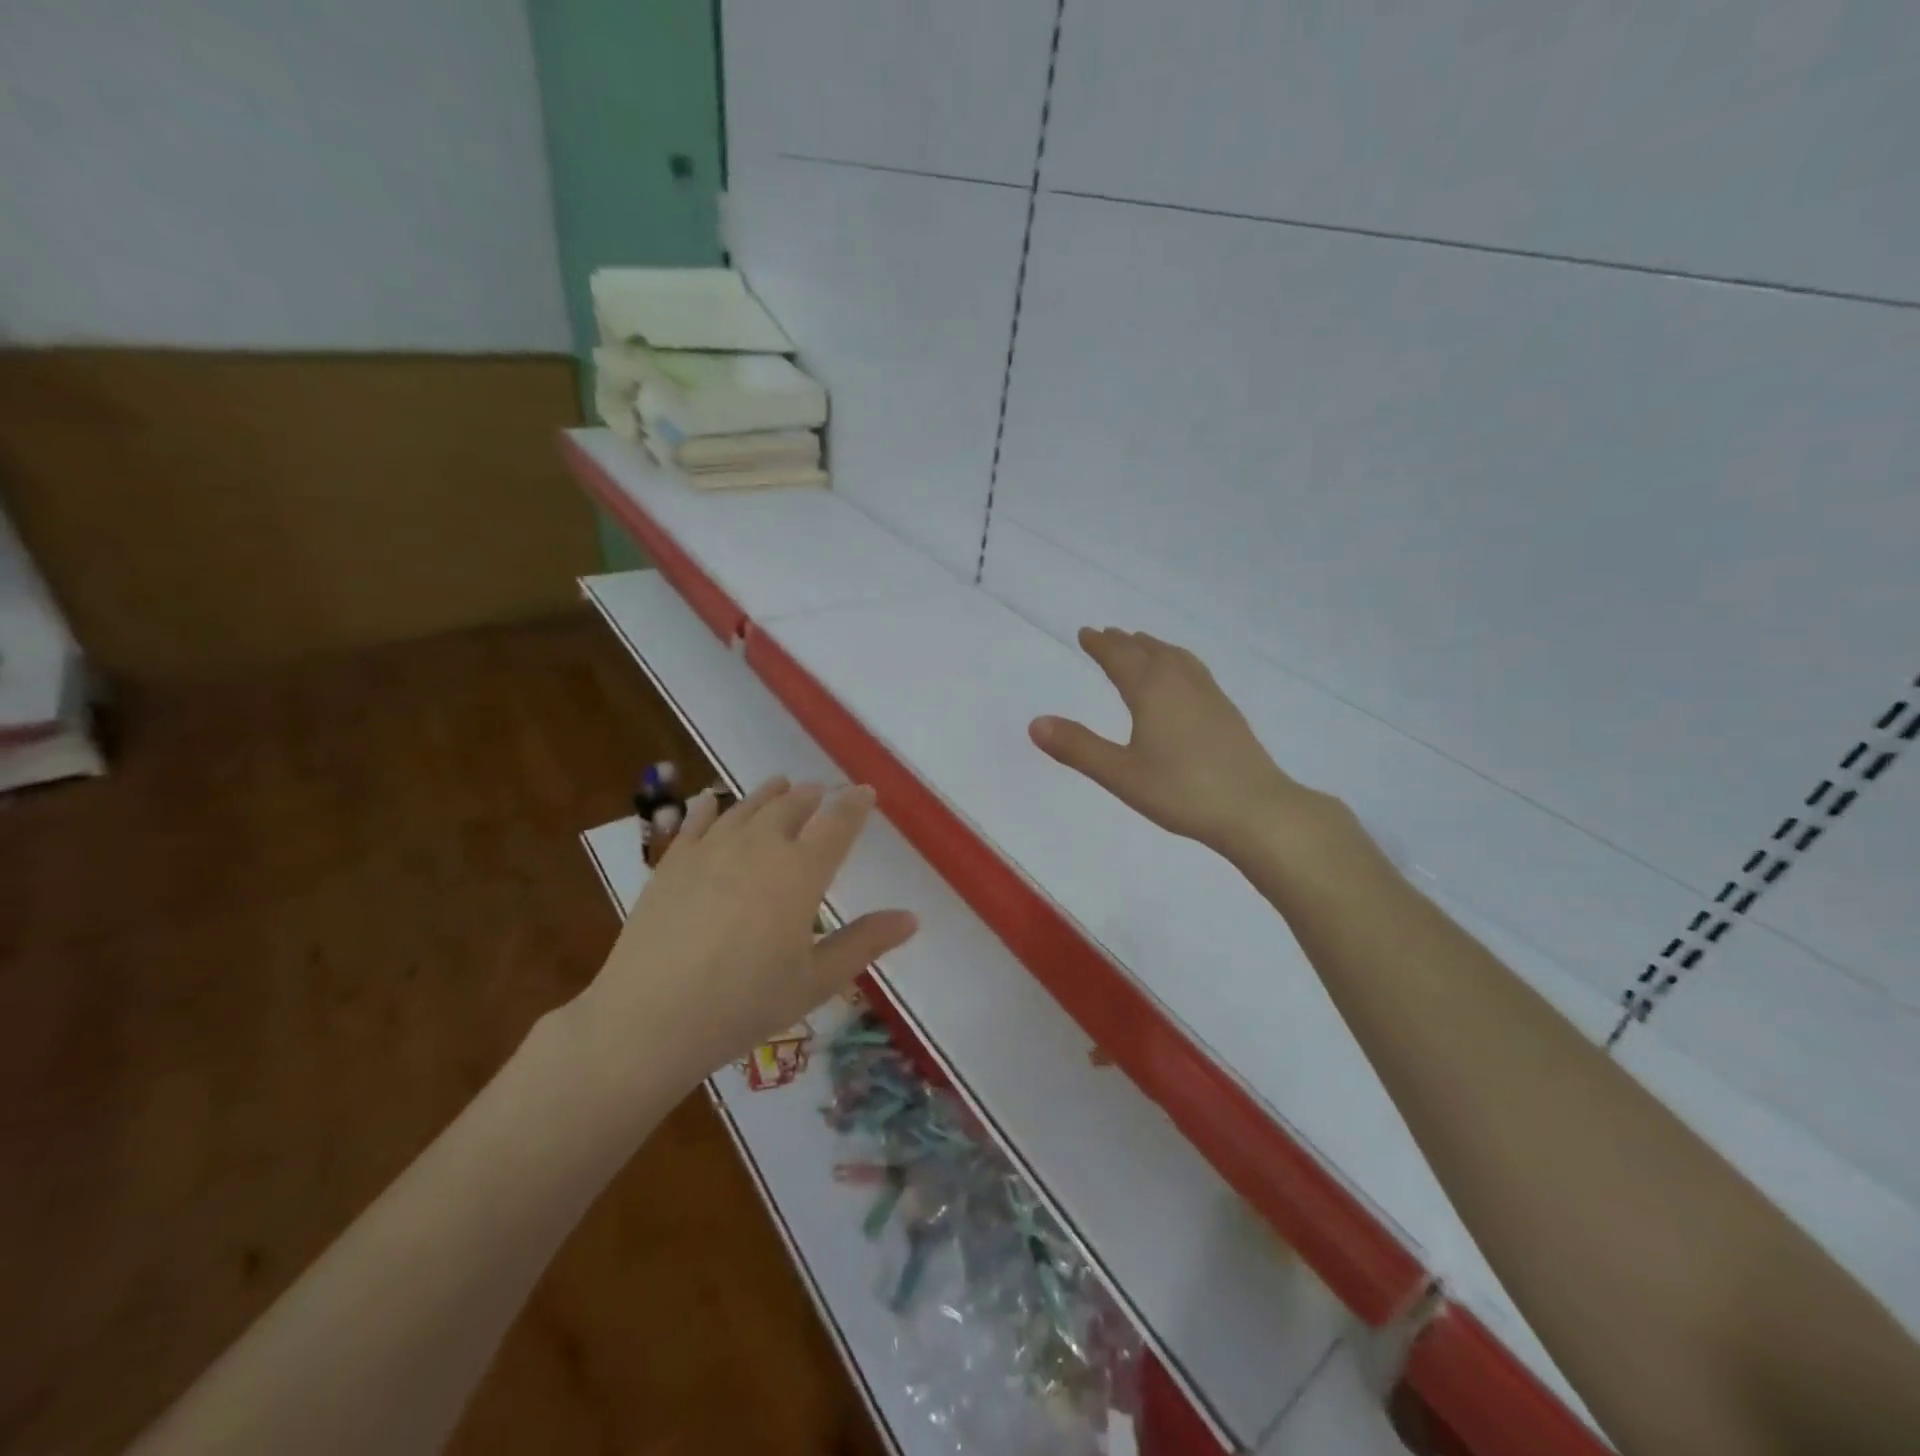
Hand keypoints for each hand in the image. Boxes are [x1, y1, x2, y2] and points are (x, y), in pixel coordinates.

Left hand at [574, 777, 917, 1096]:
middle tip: (822, 790)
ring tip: (781, 783)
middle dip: (812, 795)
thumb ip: (865, 943)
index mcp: (801, 872)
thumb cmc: (745, 1003)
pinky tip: (710, 798)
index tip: (865, 792)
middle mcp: (760, 846)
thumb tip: (912, 917)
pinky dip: (708, 806)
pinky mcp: (673, 863)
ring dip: (769, 792)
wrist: (651, 1018)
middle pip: (792, 806)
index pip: (837, 824)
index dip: (855, 805)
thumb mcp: (816, 980)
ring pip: (747, 807)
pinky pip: (696, 822)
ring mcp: (711, 850)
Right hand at [1029, 627, 1324, 859]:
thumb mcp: (1121, 773)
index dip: (1100, 645)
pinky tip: (1183, 680)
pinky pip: (1194, 671)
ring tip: (1142, 644)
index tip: (1085, 632)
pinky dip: (1177, 662)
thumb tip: (1035, 723)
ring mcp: (1209, 695)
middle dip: (1124, 642)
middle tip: (1107, 635)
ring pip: (1176, 658)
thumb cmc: (1182, 791)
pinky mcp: (1227, 712)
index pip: (1120, 658)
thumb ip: (1078, 748)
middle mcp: (1181, 683)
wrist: (1256, 809)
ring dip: (1153, 647)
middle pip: (1148, 652)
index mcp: (1152, 691)